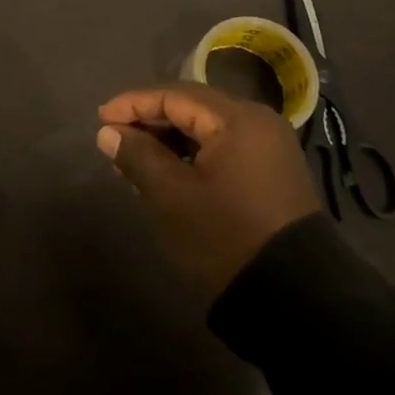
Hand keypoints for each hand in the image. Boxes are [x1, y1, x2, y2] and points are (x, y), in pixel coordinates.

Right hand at [97, 83, 321, 295]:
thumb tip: (109, 132)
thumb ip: (137, 156)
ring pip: (207, 129)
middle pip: (193, 108)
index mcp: (238, 119)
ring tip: (134, 158)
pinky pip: (223, 148)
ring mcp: (270, 148)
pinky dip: (192, 155)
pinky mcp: (272, 173)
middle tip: (114, 138)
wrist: (294, 298)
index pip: (175, 96)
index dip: (133, 104)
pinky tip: (168, 172)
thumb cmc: (225, 236)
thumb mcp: (172, 196)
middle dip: (150, 120)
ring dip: (170, 139)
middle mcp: (259, 122)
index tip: (100, 119)